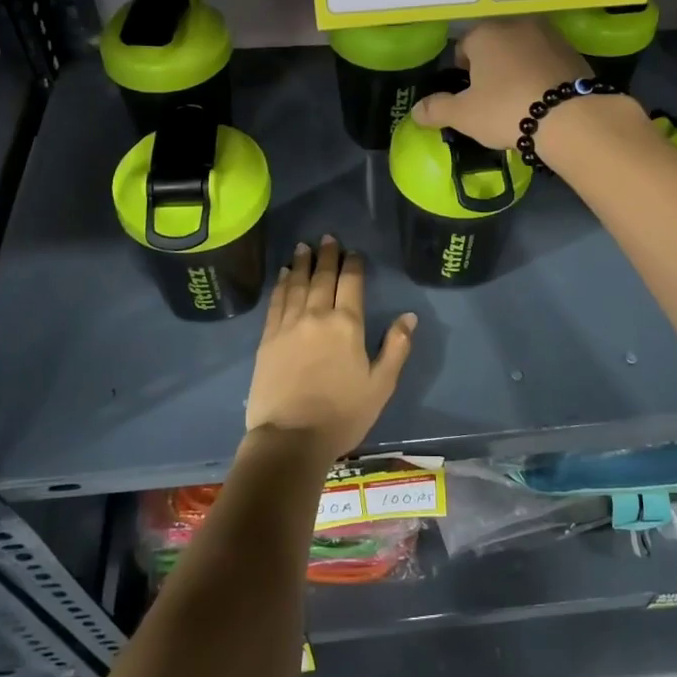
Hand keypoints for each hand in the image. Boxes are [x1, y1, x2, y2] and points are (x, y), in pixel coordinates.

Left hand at [245, 237, 415, 463]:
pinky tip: (282, 275)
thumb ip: (396, 348)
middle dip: (326, 255)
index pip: (351, 282)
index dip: (353, 264)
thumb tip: (409, 316)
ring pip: (296, 283)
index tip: (353, 251)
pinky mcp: (267, 338)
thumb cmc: (342, 414)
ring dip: (301, 263)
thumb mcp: (381, 385)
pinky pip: (276, 301)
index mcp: (347, 324)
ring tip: (302, 247)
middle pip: (322, 276)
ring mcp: (288, 324)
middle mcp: (317, 315)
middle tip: (327, 238)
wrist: (290, 438)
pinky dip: (280, 284)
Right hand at [410, 17, 584, 148]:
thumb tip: (416, 110)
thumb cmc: (507, 109)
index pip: (463, 46)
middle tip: (491, 99)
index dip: (461, 72)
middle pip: (494, 44)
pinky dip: (540, 74)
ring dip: (516, 68)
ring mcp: (550, 35)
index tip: (467, 95)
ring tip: (518, 100)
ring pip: (522, 50)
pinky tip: (542, 98)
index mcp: (486, 32)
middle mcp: (517, 24)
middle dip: (490, 67)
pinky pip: (546, 61)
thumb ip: (437, 109)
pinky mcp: (574, 51)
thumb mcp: (464, 115)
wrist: (572, 118)